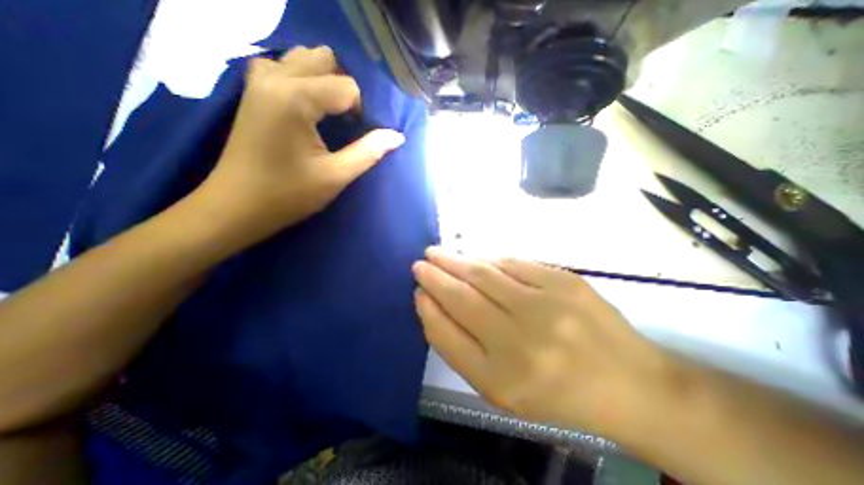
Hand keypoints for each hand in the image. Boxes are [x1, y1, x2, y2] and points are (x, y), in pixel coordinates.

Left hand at [199, 44, 405, 239]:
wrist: (237, 205)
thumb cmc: (289, 194)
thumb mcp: (336, 176)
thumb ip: (369, 152)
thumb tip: (398, 137)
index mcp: (295, 98)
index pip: (346, 86)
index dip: (360, 110)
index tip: (355, 136)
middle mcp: (275, 77)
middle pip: (325, 59)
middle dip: (344, 88)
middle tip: (345, 121)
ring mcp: (259, 80)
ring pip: (304, 58)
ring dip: (324, 81)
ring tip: (328, 113)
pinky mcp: (254, 90)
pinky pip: (285, 66)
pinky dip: (304, 79)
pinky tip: (307, 106)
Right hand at [412, 250, 680, 438]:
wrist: (628, 384)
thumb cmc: (555, 392)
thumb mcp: (499, 387)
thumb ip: (459, 346)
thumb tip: (431, 303)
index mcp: (501, 380)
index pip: (447, 334)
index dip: (428, 308)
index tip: (417, 290)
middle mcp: (521, 343)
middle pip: (462, 297)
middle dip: (435, 275)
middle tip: (420, 262)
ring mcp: (546, 307)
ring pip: (485, 273)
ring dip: (456, 260)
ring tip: (438, 253)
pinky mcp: (565, 281)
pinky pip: (513, 263)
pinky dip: (489, 259)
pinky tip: (476, 258)